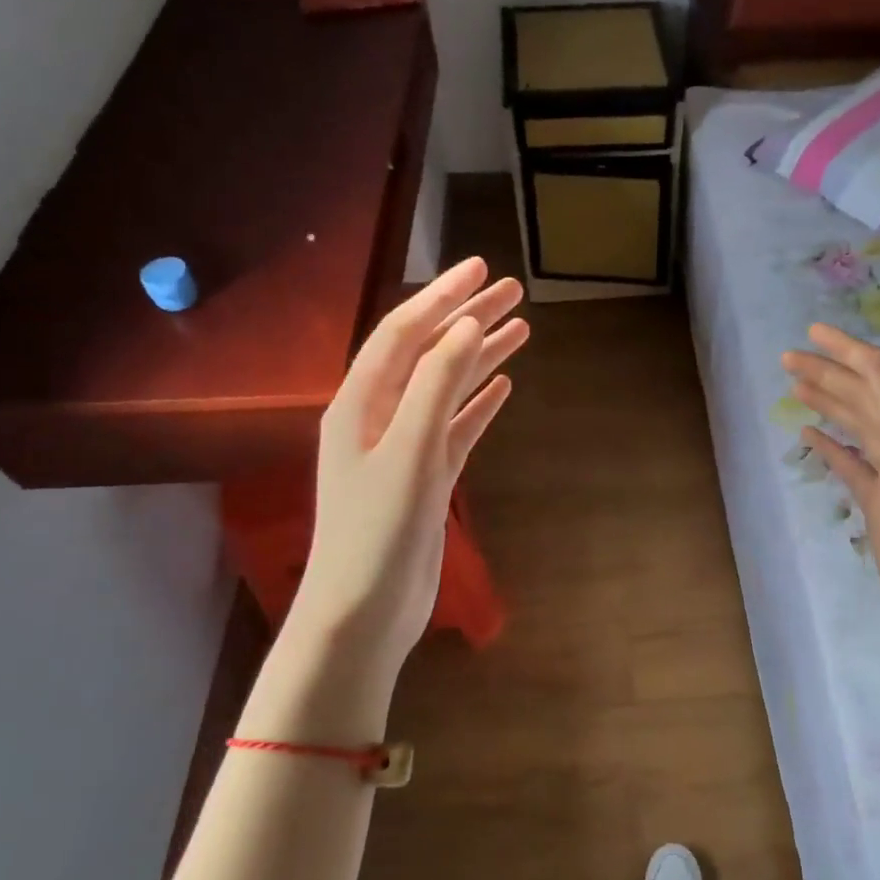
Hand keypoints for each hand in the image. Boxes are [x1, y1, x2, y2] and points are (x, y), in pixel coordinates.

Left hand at [293, 257, 527, 681]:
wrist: (364, 611)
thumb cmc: (377, 531)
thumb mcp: (408, 451)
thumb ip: (434, 385)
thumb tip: (465, 325)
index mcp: (360, 402)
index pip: (404, 332)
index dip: (441, 296)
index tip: (480, 268)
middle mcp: (377, 416)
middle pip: (428, 352)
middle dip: (467, 317)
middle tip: (512, 290)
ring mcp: (402, 448)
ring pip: (446, 387)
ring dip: (479, 356)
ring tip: (520, 329)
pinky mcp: (424, 477)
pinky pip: (454, 426)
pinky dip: (477, 403)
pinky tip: (502, 387)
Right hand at [781, 324, 879, 663]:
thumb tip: (870, 355)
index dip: (848, 349)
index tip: (811, 332)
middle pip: (865, 394)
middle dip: (829, 372)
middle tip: (787, 358)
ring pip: (856, 424)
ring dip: (828, 400)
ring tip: (794, 384)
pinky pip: (851, 461)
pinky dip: (830, 443)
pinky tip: (809, 433)